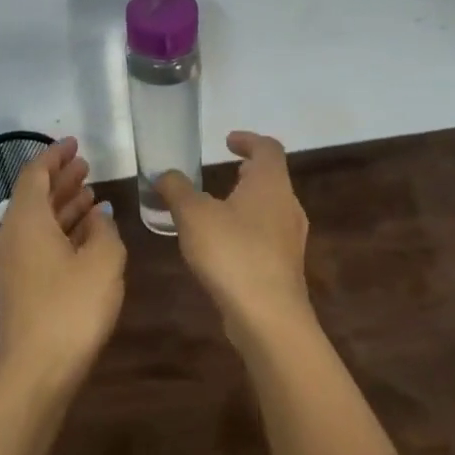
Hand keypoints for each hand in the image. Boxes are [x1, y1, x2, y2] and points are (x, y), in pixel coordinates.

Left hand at [0, 137, 125, 392]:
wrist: (38, 370)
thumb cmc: (72, 308)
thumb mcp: (104, 261)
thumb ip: (105, 230)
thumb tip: (98, 217)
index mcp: (27, 221)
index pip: (35, 174)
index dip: (54, 156)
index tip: (75, 144)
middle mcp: (13, 236)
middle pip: (34, 196)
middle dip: (60, 179)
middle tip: (86, 166)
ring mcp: (13, 264)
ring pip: (38, 221)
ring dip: (63, 205)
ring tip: (91, 194)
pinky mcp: (21, 286)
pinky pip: (39, 243)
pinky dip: (61, 230)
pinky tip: (85, 234)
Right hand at [157, 131, 311, 346]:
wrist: (267, 315)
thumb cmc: (232, 252)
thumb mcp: (193, 215)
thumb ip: (177, 189)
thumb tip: (165, 175)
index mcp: (271, 184)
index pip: (268, 148)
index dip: (248, 140)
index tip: (227, 141)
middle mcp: (288, 205)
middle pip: (272, 178)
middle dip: (248, 172)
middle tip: (225, 171)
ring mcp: (290, 238)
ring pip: (270, 208)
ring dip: (247, 201)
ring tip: (218, 208)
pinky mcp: (285, 266)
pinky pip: (267, 235)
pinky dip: (248, 228)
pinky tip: (224, 245)